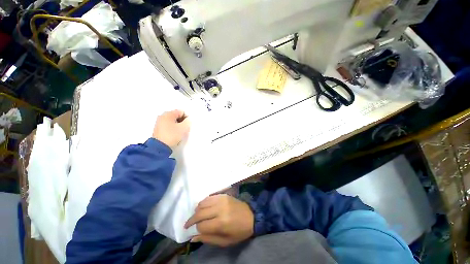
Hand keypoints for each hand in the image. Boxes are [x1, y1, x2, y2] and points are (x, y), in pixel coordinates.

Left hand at [152, 110, 189, 148]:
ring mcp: (159, 122)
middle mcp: (163, 116)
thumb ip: (188, 121)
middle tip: (184, 129)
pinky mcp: (158, 129)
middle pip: (177, 116)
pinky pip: (168, 126)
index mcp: (168, 114)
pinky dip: (173, 129)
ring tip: (180, 133)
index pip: (182, 112)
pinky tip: (174, 134)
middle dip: (182, 122)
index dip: (187, 118)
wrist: (159, 147)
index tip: (188, 125)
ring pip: (173, 121)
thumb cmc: (172, 135)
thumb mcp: (184, 128)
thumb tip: (188, 119)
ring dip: (178, 126)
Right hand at [184, 194, 253, 246]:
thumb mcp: (225, 241)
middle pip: (199, 213)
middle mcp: (220, 209)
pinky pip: (209, 197)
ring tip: (196, 215)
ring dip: (197, 210)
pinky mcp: (223, 195)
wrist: (251, 216)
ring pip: (202, 203)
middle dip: (191, 219)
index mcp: (221, 223)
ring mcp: (221, 200)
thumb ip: (208, 239)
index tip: (193, 231)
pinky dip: (203, 202)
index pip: (201, 226)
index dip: (196, 229)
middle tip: (188, 224)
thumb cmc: (239, 232)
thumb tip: (193, 237)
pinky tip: (203, 207)